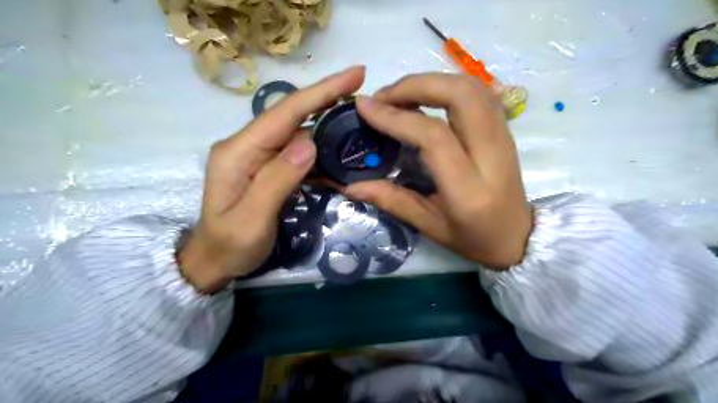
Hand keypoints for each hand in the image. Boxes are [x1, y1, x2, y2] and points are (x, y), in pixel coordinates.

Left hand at [179, 66, 365, 293]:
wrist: (214, 260)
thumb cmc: (231, 245)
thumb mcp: (252, 219)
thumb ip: (277, 180)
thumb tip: (310, 141)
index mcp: (238, 152)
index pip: (284, 113)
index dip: (320, 92)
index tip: (354, 75)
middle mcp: (247, 145)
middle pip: (291, 115)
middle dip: (326, 98)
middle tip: (361, 88)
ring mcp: (256, 154)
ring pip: (297, 129)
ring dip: (326, 121)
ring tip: (356, 117)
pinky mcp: (266, 166)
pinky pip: (296, 150)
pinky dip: (319, 147)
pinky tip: (337, 149)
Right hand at [348, 72, 532, 267]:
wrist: (519, 237)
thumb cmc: (474, 239)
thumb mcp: (429, 227)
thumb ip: (391, 200)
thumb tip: (351, 186)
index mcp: (469, 189)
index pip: (434, 137)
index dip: (396, 116)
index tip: (365, 107)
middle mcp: (491, 155)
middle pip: (460, 95)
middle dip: (416, 85)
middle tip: (384, 97)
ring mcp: (504, 138)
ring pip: (472, 87)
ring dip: (432, 82)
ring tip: (400, 96)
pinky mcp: (505, 130)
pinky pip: (479, 93)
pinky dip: (448, 86)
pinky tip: (427, 98)